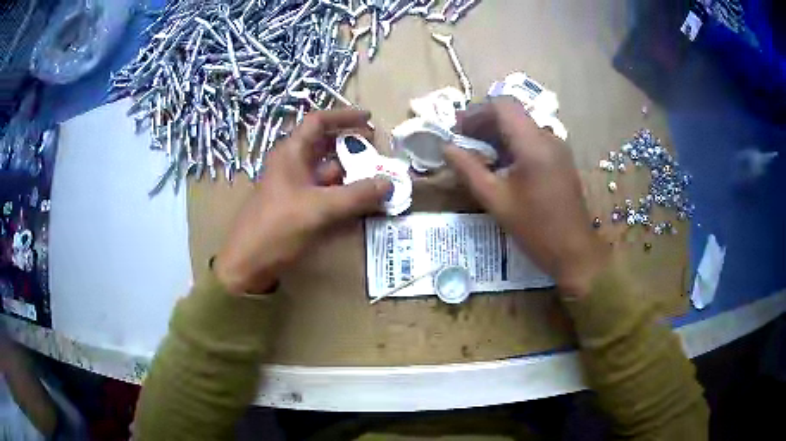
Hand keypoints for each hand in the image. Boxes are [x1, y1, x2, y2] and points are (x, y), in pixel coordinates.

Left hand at [214, 109, 391, 294]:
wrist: (247, 263)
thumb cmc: (277, 228)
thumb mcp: (319, 208)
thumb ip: (356, 195)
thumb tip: (390, 183)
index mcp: (291, 153)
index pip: (319, 122)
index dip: (344, 116)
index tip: (370, 119)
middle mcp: (293, 165)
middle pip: (326, 146)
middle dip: (353, 148)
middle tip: (379, 153)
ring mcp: (295, 187)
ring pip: (328, 172)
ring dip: (352, 174)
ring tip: (379, 181)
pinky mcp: (297, 207)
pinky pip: (326, 193)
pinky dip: (344, 195)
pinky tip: (362, 204)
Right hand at [444, 98, 608, 297]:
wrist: (574, 251)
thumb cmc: (535, 228)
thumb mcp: (496, 200)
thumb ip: (468, 169)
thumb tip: (446, 148)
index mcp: (533, 144)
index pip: (502, 105)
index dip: (476, 112)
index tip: (458, 130)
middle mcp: (548, 137)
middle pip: (512, 113)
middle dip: (484, 123)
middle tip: (463, 142)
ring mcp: (557, 148)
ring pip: (522, 126)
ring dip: (498, 134)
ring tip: (478, 156)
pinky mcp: (560, 159)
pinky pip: (533, 140)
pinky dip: (513, 145)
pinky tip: (502, 167)